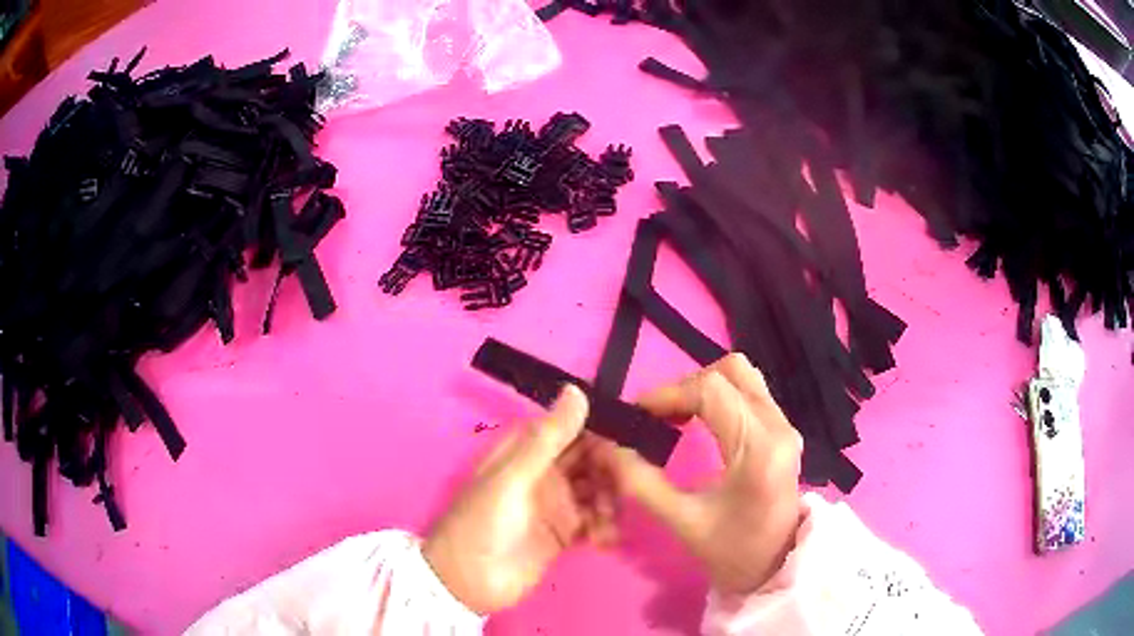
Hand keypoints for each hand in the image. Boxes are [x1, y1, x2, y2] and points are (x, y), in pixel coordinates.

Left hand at [423, 385, 616, 613]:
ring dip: (609, 501)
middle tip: (628, 486)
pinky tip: (603, 540)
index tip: (629, 438)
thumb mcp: (512, 479)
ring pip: (596, 490)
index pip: (570, 428)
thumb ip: (547, 439)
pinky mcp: (564, 533)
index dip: (599, 430)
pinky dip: (604, 527)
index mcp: (525, 451)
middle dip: (611, 470)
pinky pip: (594, 521)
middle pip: (589, 460)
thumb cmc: (483, 523)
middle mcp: (544, 473)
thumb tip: (576, 390)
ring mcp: (555, 504)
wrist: (469, 583)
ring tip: (606, 520)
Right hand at [598, 353, 803, 594]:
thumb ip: (642, 483)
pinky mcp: (784, 430)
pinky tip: (699, 421)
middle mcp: (778, 427)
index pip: (712, 390)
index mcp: (758, 449)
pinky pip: (750, 392)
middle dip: (686, 385)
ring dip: (704, 386)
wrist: (777, 565)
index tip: (638, 414)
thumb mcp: (682, 522)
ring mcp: (785, 425)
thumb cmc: (733, 550)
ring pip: (743, 375)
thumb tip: (607, 449)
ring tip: (676, 416)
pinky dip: (719, 396)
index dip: (668, 393)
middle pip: (731, 371)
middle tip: (658, 415)